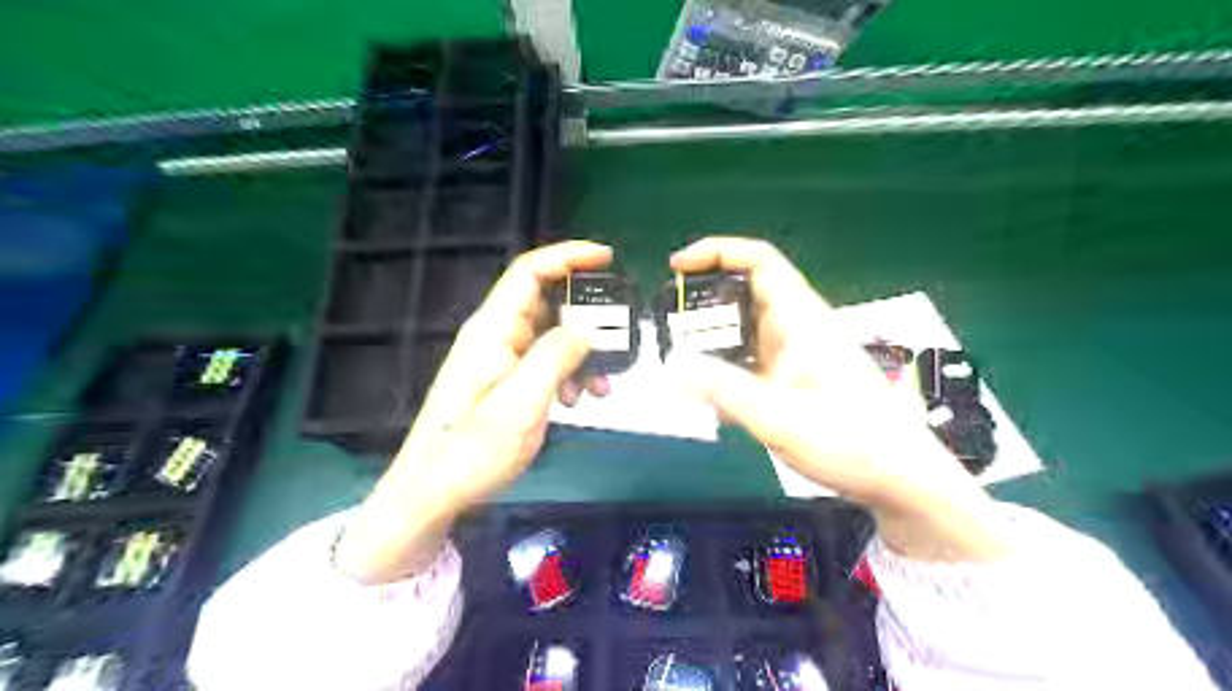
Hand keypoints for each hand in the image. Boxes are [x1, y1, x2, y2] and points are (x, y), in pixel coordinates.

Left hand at [336, 239, 610, 580]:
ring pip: (550, 336)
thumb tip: (587, 329)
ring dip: (581, 353)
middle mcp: (495, 336)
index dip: (569, 256)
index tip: (607, 259)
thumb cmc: (472, 450)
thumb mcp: (523, 402)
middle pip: (546, 303)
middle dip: (585, 318)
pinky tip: (579, 400)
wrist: (433, 493)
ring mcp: (498, 359)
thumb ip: (557, 357)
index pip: (530, 271)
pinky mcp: (503, 382)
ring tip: (601, 385)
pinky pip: (544, 362)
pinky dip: (567, 373)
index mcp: (492, 329)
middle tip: (617, 340)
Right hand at [670, 239, 1003, 561]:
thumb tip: (674, 365)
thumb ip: (723, 390)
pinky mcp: (800, 378)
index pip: (759, 261)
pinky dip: (730, 370)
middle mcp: (800, 328)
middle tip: (670, 325)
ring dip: (716, 342)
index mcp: (801, 321)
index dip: (717, 251)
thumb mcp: (777, 418)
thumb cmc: (849, 442)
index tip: (677, 267)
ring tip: (685, 366)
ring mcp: (801, 354)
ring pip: (748, 330)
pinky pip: (755, 360)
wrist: (901, 479)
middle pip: (747, 293)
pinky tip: (716, 403)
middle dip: (706, 303)